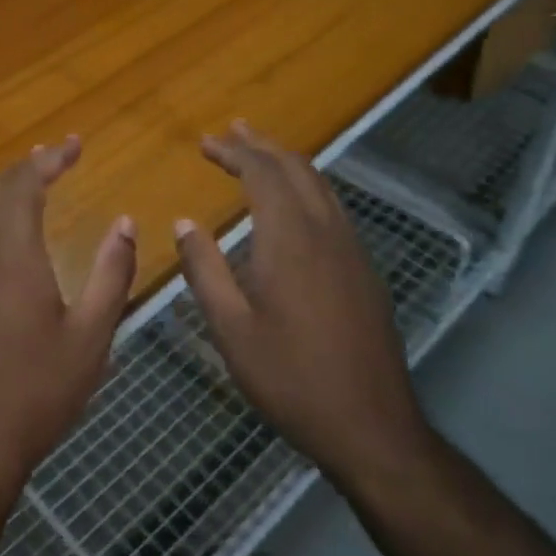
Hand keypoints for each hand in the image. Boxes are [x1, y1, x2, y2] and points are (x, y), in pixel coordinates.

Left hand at [0, 136, 136, 500]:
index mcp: (13, 259)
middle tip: (61, 154)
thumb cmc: (41, 390)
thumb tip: (125, 224)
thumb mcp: (92, 335)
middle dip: (29, 166)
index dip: (50, 160)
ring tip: (40, 177)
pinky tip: (16, 229)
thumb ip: (112, 273)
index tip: (76, 145)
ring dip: (10, 189)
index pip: (24, 187)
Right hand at [174, 122, 434, 490]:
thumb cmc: (290, 377)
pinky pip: (332, 208)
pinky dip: (306, 187)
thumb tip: (185, 222)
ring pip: (320, 185)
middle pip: (296, 168)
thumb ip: (204, 269)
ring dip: (287, 162)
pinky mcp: (363, 270)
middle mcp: (326, 231)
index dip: (233, 152)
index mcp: (290, 239)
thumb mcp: (231, 328)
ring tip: (259, 152)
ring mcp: (351, 249)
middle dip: (261, 145)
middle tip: (232, 131)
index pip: (262, 173)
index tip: (206, 142)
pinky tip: (293, 204)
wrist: (370, 424)